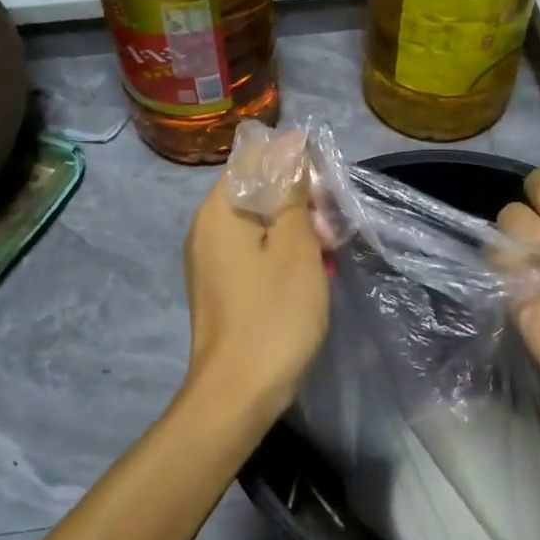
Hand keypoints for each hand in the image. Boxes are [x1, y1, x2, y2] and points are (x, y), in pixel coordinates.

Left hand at [182, 171, 329, 421]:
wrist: (239, 392)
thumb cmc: (273, 313)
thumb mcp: (295, 247)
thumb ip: (293, 194)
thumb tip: (290, 146)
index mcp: (218, 210)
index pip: (255, 159)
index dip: (295, 164)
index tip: (327, 188)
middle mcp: (205, 228)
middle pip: (257, 192)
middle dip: (300, 202)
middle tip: (333, 230)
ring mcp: (210, 260)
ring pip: (259, 226)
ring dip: (296, 232)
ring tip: (328, 254)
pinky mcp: (221, 287)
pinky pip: (254, 254)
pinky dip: (282, 256)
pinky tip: (310, 274)